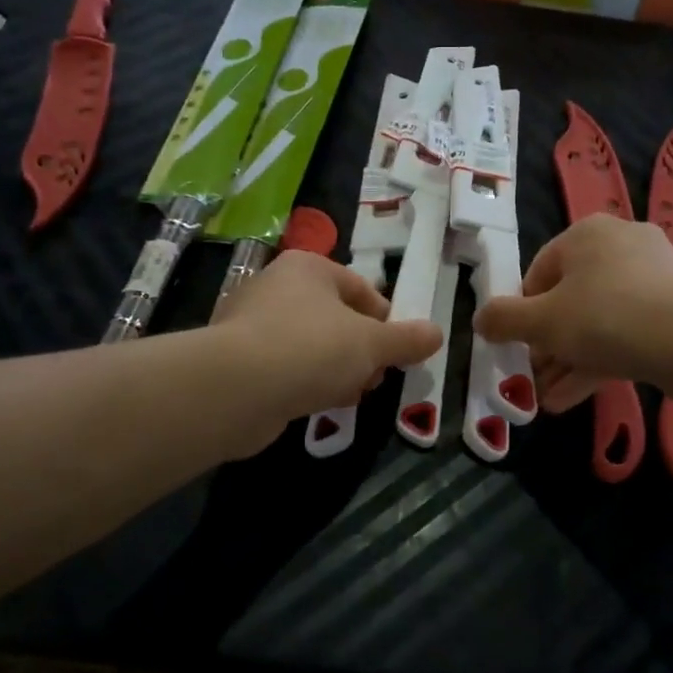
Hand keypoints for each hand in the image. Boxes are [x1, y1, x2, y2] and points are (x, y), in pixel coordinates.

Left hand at [212, 250, 441, 452]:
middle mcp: (276, 286)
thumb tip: (437, 334)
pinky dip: (304, 382)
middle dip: (361, 349)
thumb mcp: (371, 344)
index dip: (385, 320)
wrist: (236, 389)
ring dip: (335, 368)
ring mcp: (252, 323)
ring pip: (310, 344)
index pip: (360, 288)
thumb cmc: (311, 349)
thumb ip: (406, 340)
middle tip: (375, 377)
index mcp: (309, 268)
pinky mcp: (237, 359)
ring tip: (351, 394)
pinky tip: (317, 404)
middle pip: (335, 317)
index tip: (398, 351)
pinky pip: (284, 366)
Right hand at [473, 214, 672, 412]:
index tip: (518, 348)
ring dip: (568, 360)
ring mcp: (653, 276)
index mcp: (586, 234)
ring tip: (548, 400)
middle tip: (533, 378)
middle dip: (547, 345)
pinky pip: (626, 331)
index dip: (522, 314)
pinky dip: (600, 360)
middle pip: (569, 298)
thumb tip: (480, 320)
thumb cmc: (605, 319)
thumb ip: (504, 320)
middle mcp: (620, 244)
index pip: (539, 272)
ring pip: (598, 320)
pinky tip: (574, 398)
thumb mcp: (542, 322)